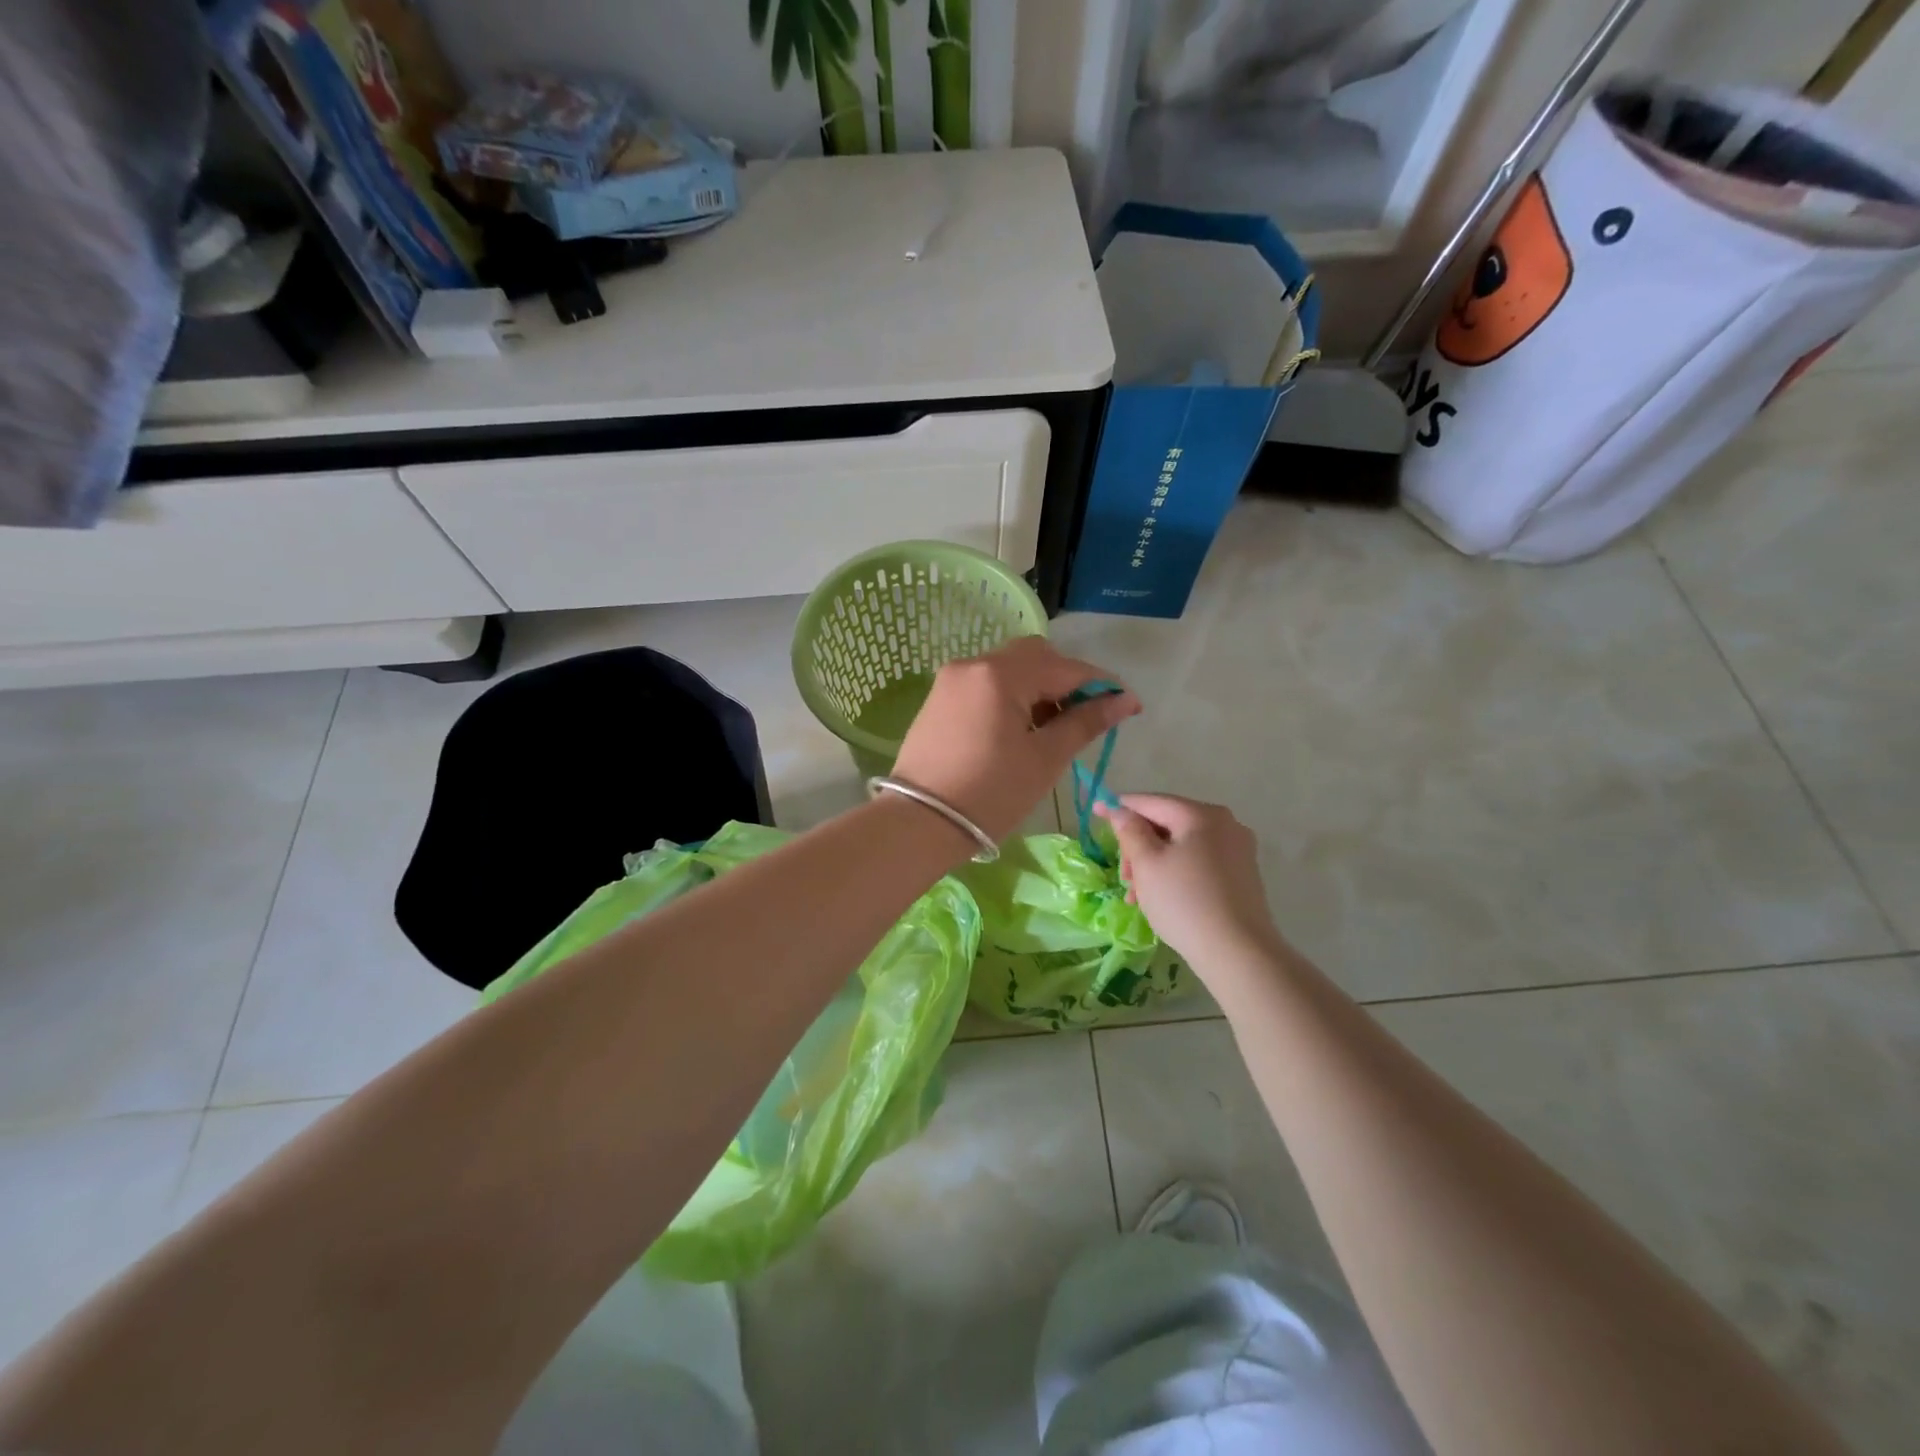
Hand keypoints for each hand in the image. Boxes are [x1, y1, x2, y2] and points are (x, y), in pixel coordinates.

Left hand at [891, 637, 1139, 843]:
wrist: (919, 823)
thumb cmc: (990, 793)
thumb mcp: (1044, 759)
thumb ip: (1085, 722)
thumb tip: (1124, 700)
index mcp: (1000, 674)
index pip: (1064, 667)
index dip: (1101, 685)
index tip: (1128, 706)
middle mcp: (973, 664)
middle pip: (1034, 657)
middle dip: (1066, 681)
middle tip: (1083, 718)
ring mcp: (951, 680)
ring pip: (1008, 669)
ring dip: (1037, 688)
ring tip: (1051, 730)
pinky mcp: (939, 699)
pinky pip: (985, 685)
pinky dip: (1010, 697)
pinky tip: (1019, 729)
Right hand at [1094, 794, 1284, 973]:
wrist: (1238, 953)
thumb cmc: (1185, 902)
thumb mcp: (1147, 864)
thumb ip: (1130, 831)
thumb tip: (1121, 811)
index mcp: (1202, 814)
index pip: (1151, 802)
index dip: (1120, 807)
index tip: (1095, 811)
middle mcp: (1225, 824)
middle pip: (1167, 824)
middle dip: (1138, 846)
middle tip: (1124, 876)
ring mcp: (1237, 850)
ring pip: (1181, 846)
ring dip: (1153, 864)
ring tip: (1137, 896)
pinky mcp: (1242, 876)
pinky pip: (1197, 863)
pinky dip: (1174, 874)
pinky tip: (1160, 899)